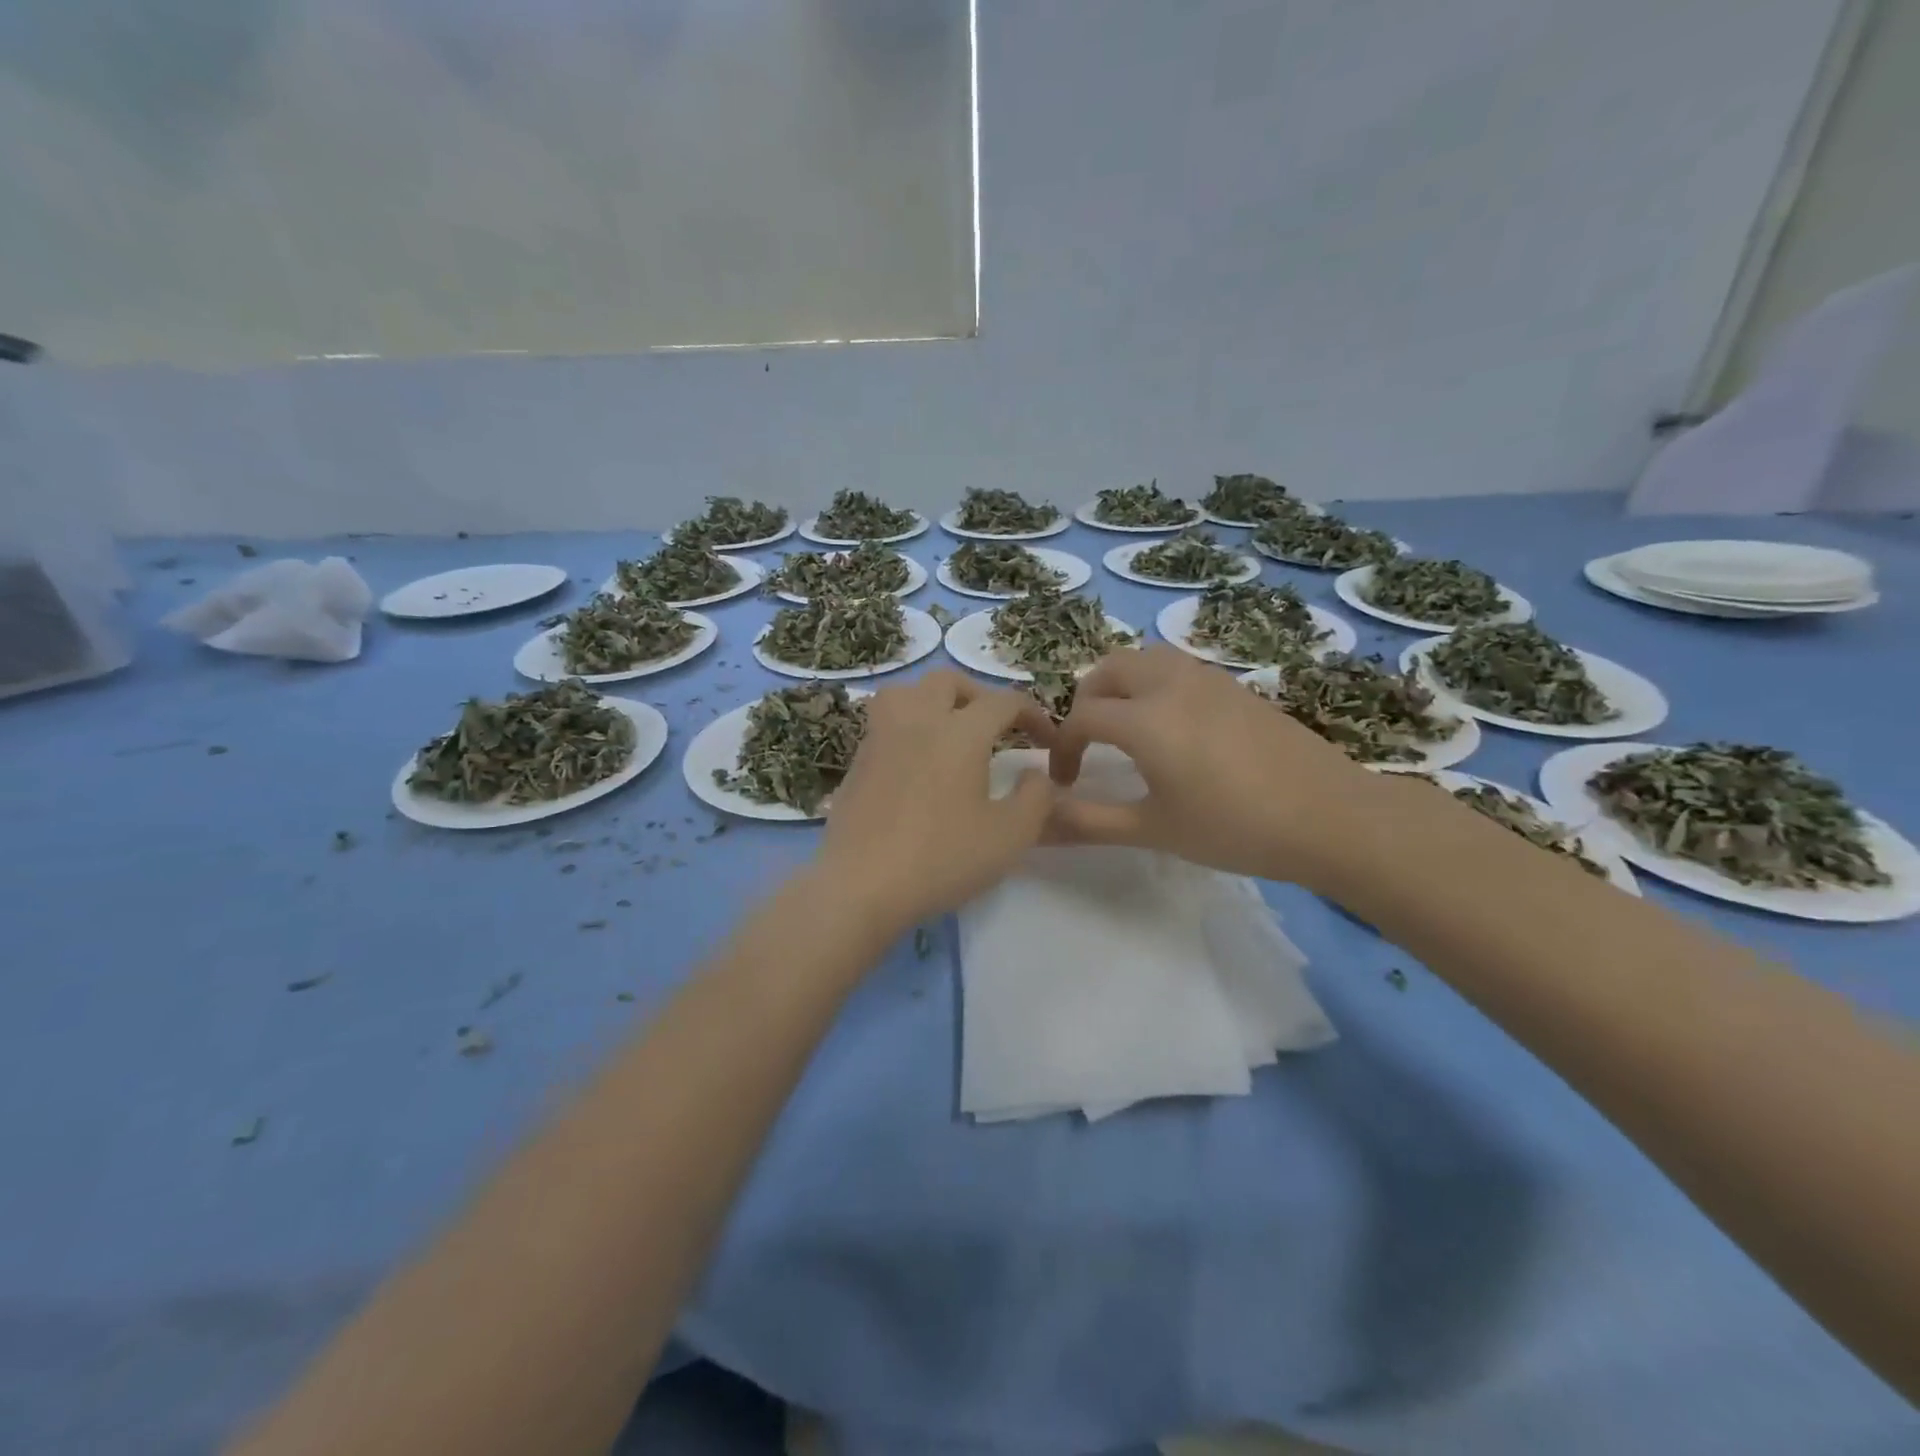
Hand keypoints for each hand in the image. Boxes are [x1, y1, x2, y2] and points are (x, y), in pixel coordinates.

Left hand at [817, 670, 1056, 932]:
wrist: (861, 885)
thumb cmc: (942, 858)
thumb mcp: (1010, 835)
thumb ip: (1036, 798)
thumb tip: (1036, 775)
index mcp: (960, 732)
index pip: (1004, 702)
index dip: (1033, 716)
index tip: (1047, 743)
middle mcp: (917, 721)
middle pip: (948, 682)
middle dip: (980, 696)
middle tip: (996, 727)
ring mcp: (880, 738)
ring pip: (906, 692)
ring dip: (934, 701)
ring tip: (949, 732)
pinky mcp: (857, 762)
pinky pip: (885, 724)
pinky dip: (908, 728)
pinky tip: (917, 764)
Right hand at [1046, 645, 1374, 884]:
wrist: (1330, 816)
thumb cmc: (1236, 828)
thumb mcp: (1155, 830)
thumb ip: (1089, 822)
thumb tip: (1038, 823)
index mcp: (1145, 719)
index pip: (1081, 718)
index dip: (1063, 748)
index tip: (1066, 783)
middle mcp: (1170, 684)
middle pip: (1107, 671)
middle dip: (1086, 702)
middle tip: (1089, 743)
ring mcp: (1207, 678)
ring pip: (1144, 659)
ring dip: (1120, 684)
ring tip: (1126, 726)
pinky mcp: (1235, 685)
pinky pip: (1177, 667)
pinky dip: (1154, 683)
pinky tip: (1173, 726)